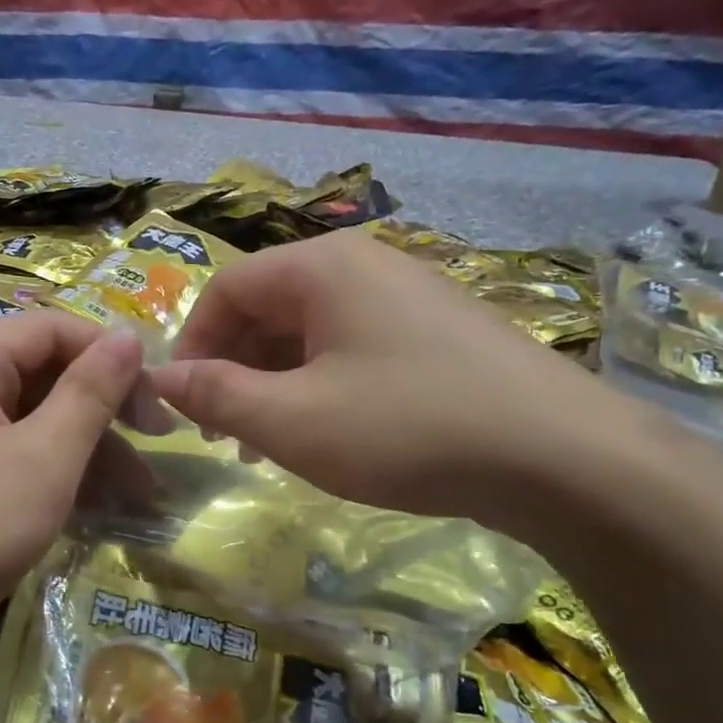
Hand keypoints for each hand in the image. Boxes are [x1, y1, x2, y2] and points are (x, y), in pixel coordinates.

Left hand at [0, 312, 145, 675]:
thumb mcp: (41, 460)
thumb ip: (90, 394)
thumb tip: (130, 337)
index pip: (52, 329)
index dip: (110, 355)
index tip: (158, 399)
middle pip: (45, 373)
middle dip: (106, 409)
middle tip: (158, 443)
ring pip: (36, 420)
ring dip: (91, 450)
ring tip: (143, 493)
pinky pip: (17, 455)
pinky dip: (59, 474)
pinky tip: (102, 506)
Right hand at [150, 230, 664, 537]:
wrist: (561, 458)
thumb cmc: (406, 428)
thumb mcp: (292, 420)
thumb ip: (216, 395)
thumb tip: (161, 375)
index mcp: (322, 267)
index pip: (227, 289)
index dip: (193, 345)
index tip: (183, 403)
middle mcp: (364, 265)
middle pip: (269, 306)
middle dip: (234, 368)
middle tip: (224, 432)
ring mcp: (408, 296)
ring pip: (311, 332)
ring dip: (275, 382)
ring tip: (268, 443)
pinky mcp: (438, 332)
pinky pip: (354, 347)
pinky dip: (322, 385)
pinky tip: (329, 432)